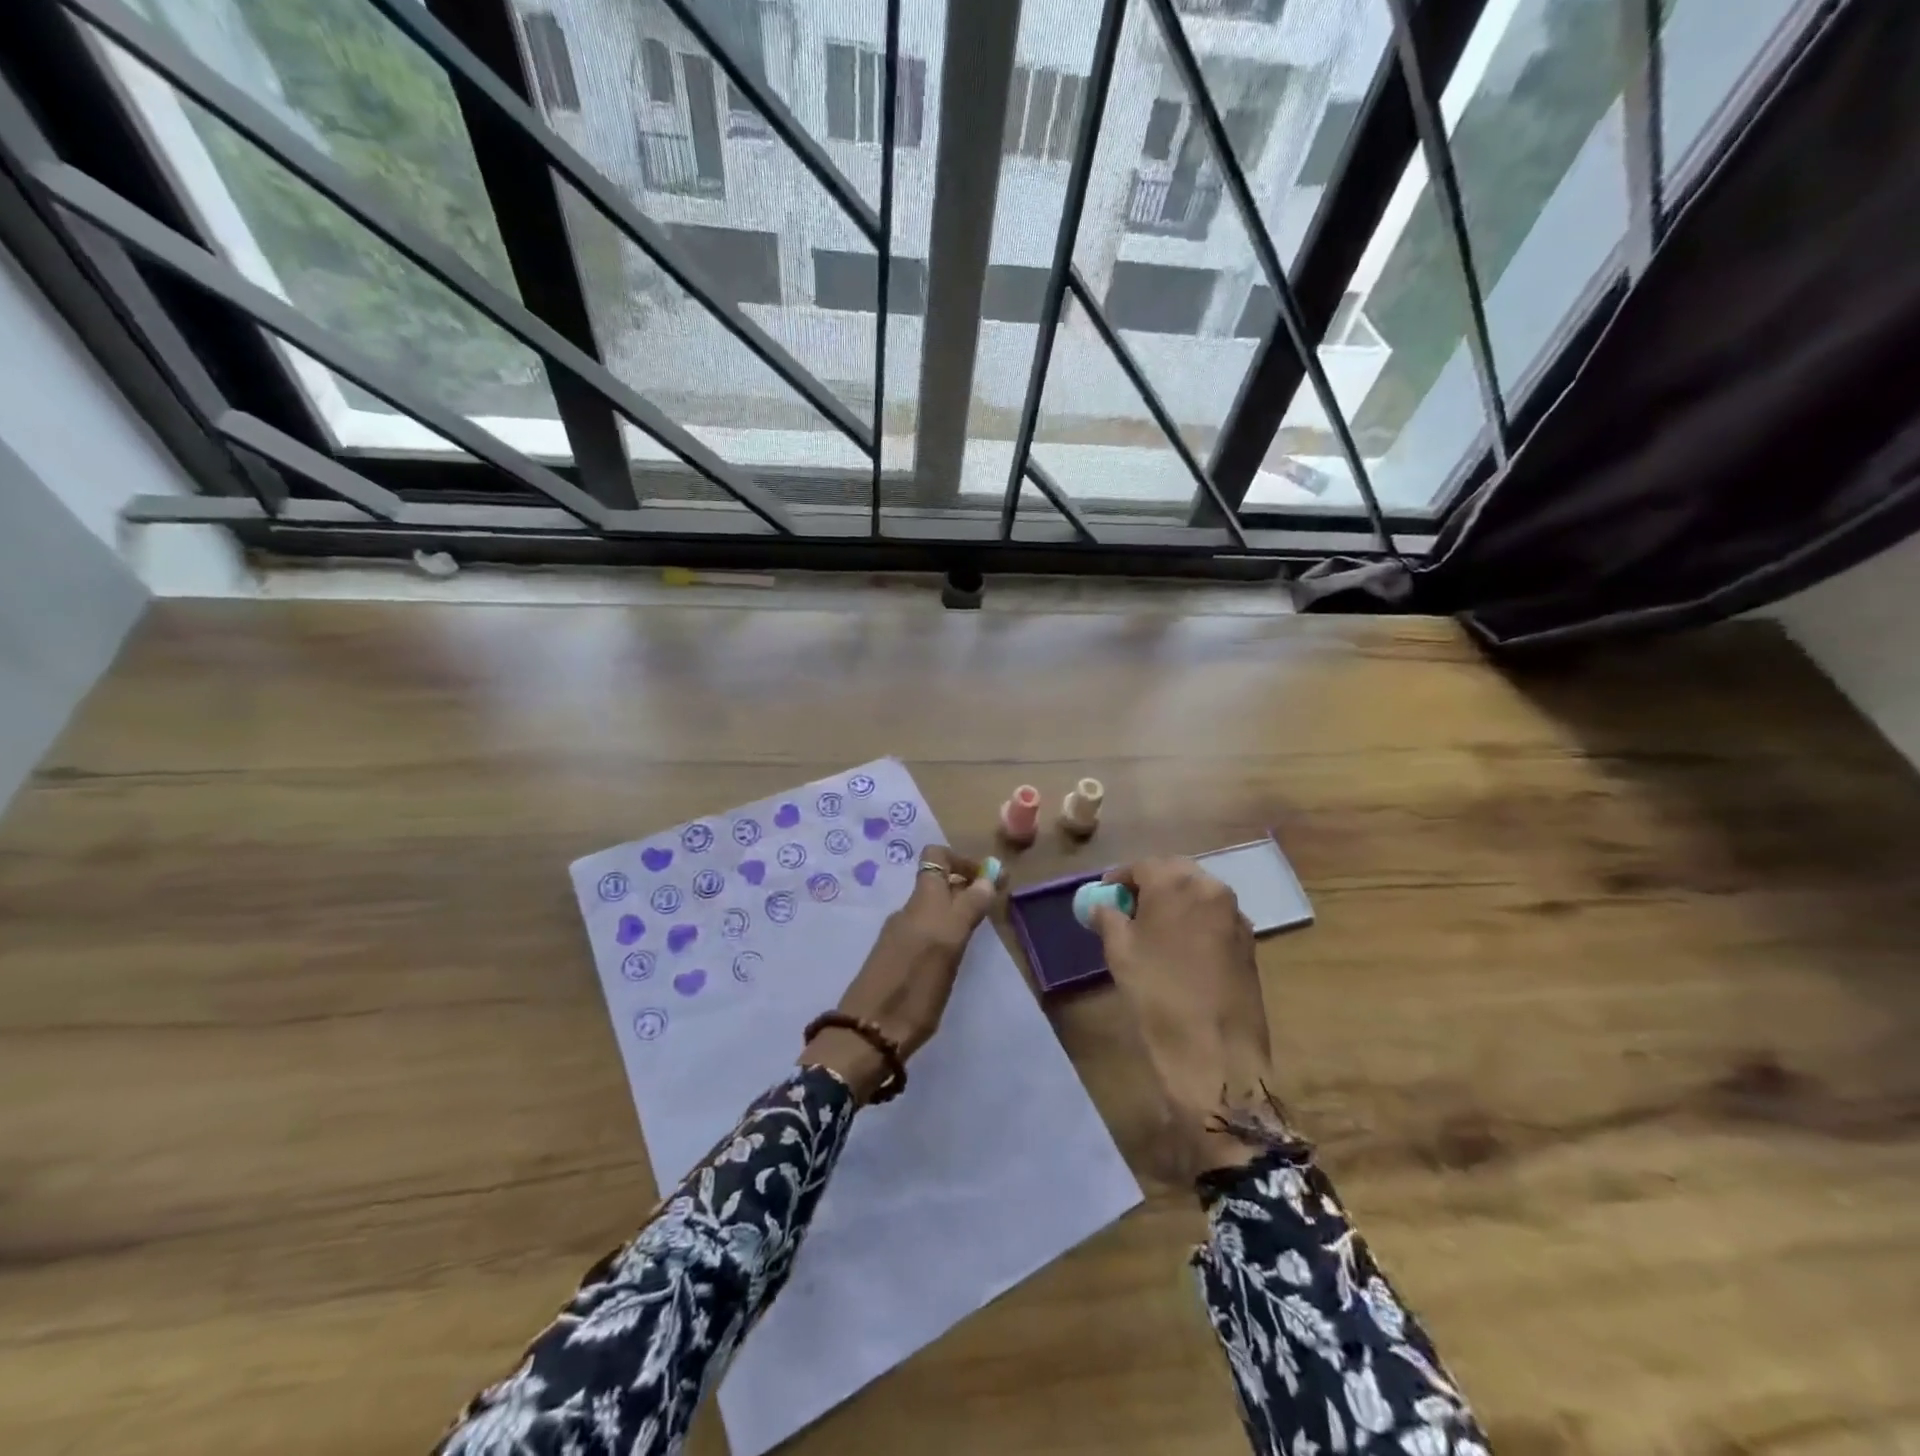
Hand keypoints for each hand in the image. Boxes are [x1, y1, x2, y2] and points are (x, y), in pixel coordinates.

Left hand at [800, 845, 1001, 1102]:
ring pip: (933, 908)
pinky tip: (956, 954)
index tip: (991, 878)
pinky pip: (926, 930)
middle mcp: (910, 912)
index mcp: (922, 902)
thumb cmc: (914, 988)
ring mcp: (901, 935)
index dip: (963, 860)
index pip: (937, 857)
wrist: (870, 1034)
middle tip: (993, 904)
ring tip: (979, 931)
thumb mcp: (948, 945)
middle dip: (966, 886)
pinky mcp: (897, 958)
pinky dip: (945, 931)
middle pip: (938, 882)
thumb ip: (968, 908)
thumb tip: (986, 877)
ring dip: (957, 910)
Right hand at [1088, 858, 1283, 1171]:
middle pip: (1175, 873)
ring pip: (1199, 894)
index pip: (1142, 865)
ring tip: (1154, 931)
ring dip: (1175, 902)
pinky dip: (1196, 922)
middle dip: (1151, 885)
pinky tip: (1181, 950)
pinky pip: (1215, 918)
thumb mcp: (1119, 952)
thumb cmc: (1158, 994)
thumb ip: (1108, 918)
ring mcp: (1236, 916)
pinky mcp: (1249, 943)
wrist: (1215, 1052)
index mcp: (1177, 882)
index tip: (1106, 896)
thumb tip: (1104, 906)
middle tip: (1129, 909)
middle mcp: (1212, 888)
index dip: (1120, 878)